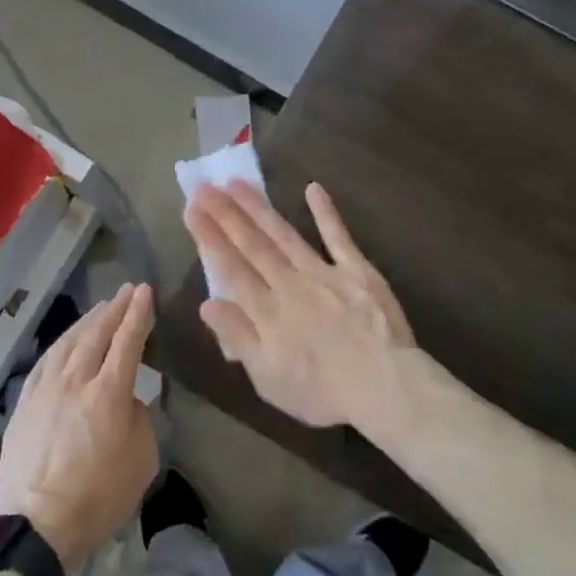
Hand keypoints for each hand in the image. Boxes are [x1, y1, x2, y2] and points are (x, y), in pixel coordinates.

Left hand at [0, 283, 158, 573]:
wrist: (37, 525)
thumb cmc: (99, 497)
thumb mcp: (142, 461)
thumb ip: (140, 420)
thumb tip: (128, 401)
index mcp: (109, 393)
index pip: (127, 341)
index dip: (138, 314)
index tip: (144, 292)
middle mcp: (76, 381)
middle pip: (97, 334)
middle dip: (114, 309)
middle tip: (126, 291)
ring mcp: (45, 389)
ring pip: (68, 342)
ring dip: (87, 321)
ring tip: (100, 308)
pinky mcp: (25, 403)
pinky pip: (46, 361)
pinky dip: (61, 343)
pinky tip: (66, 340)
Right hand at [182, 181, 414, 432]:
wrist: (384, 386)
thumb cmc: (321, 392)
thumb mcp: (268, 378)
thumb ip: (238, 337)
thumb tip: (206, 304)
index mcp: (267, 311)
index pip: (231, 268)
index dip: (209, 238)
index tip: (191, 210)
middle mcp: (289, 284)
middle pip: (252, 245)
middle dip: (225, 214)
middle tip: (204, 186)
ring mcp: (324, 273)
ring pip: (284, 235)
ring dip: (259, 208)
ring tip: (237, 183)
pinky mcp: (357, 270)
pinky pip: (338, 237)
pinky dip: (325, 212)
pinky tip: (313, 188)